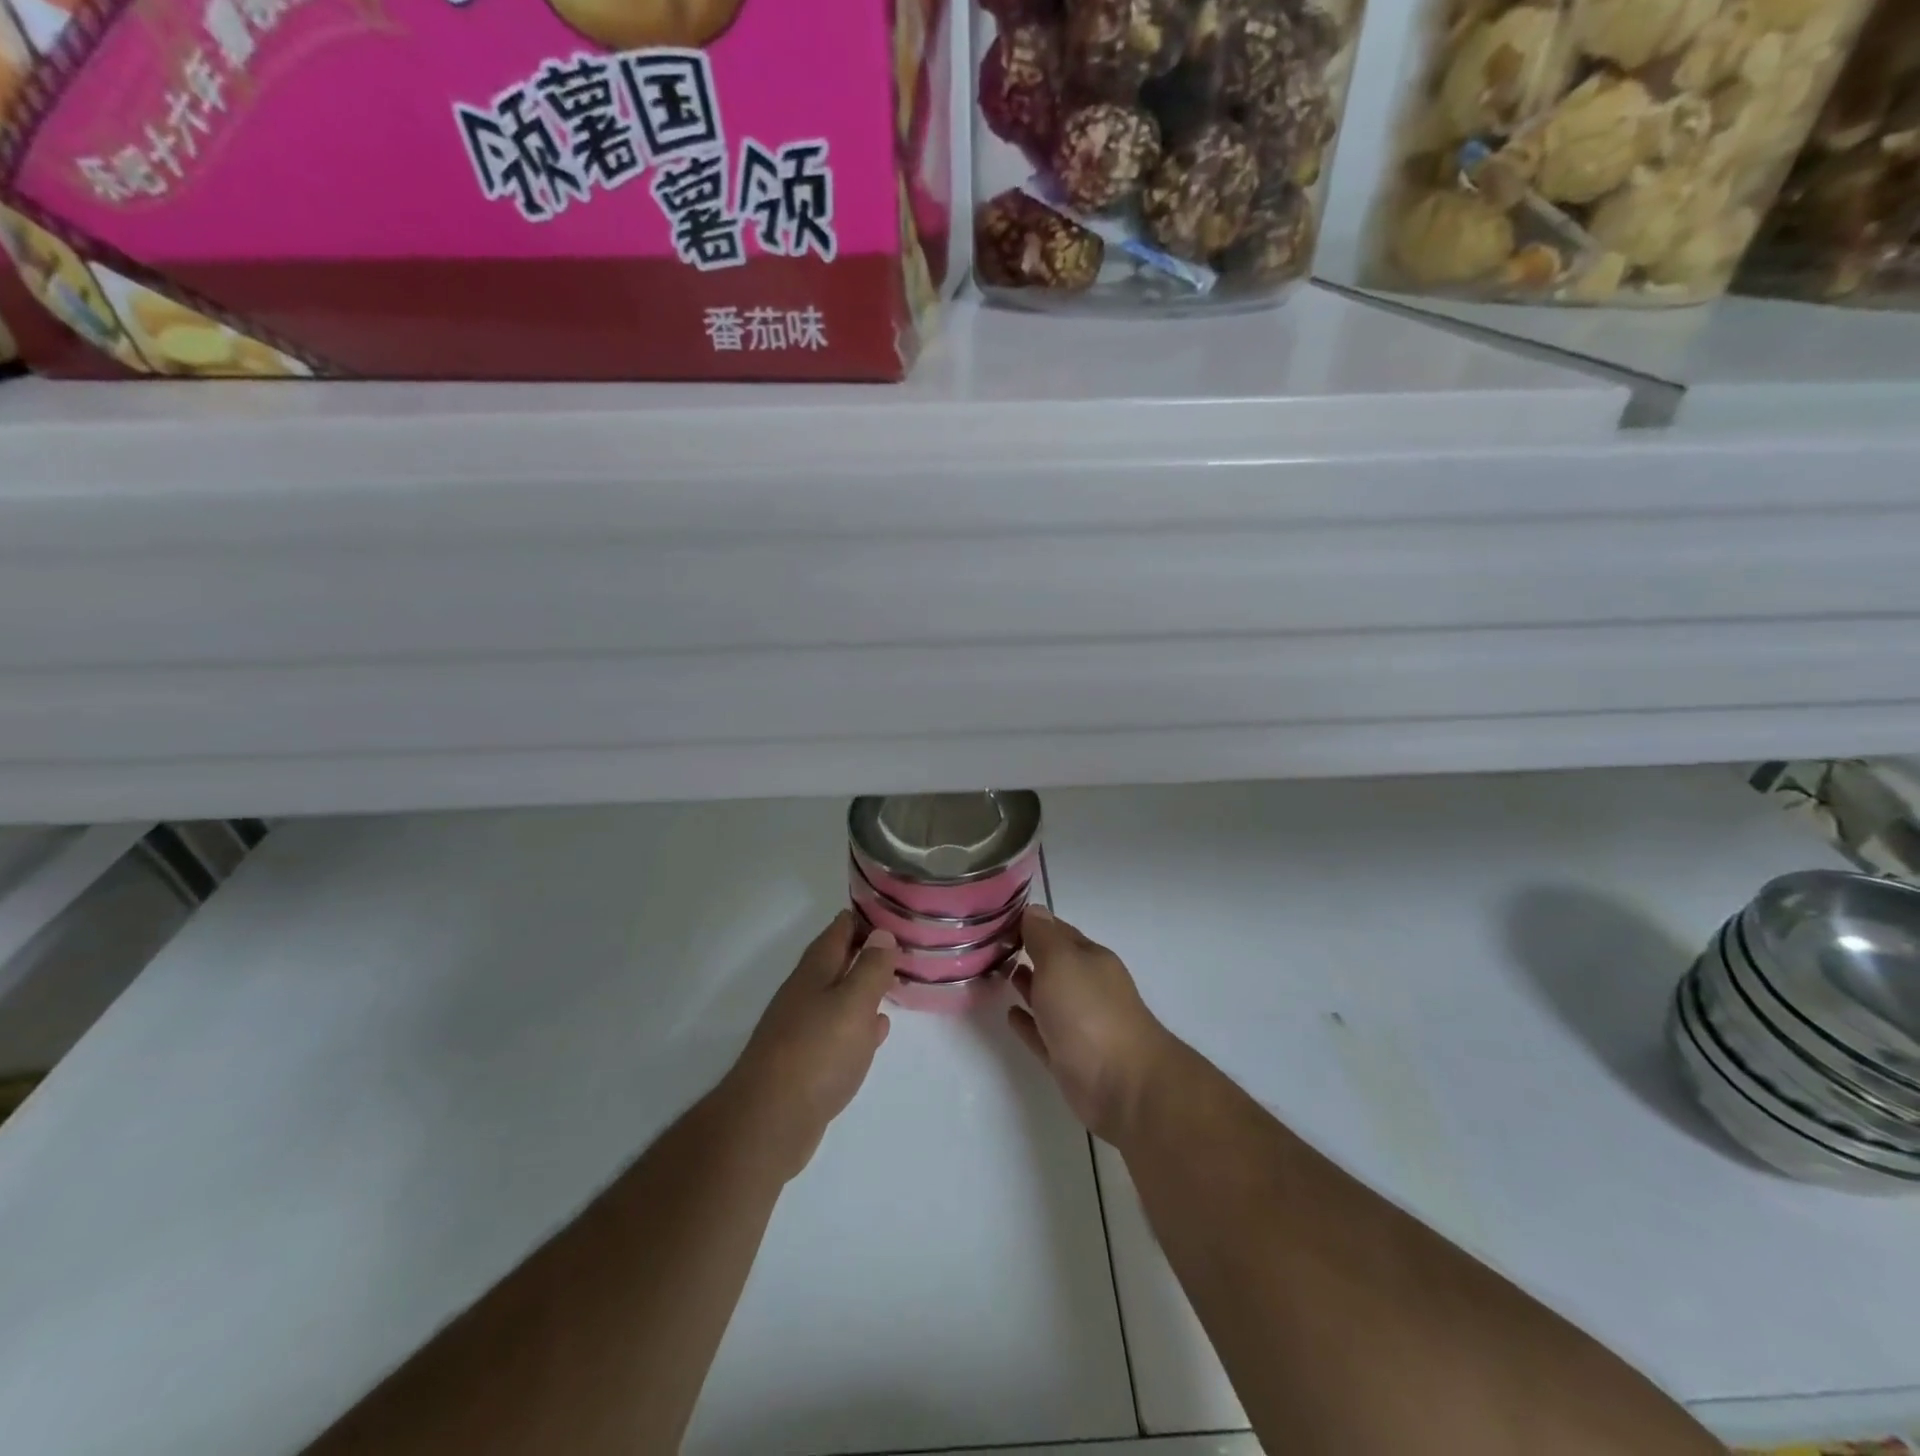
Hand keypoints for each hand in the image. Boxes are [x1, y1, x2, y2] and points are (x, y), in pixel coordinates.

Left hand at [724, 912, 895, 1179]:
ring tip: (895, 981)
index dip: (866, 917)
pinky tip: (877, 1030)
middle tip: (903, 946)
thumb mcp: (853, 1003)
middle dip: (867, 951)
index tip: (896, 912)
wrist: (769, 1122)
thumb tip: (881, 933)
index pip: (840, 929)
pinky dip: (860, 1024)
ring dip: (864, 987)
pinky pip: (840, 1031)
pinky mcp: (807, 1062)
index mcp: (815, 971)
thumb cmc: (816, 1052)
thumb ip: (870, 968)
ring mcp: (803, 1028)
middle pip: (838, 961)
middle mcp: (806, 993)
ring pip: (840, 996)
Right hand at [1009, 906, 1176, 1143]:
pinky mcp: (1069, 1058)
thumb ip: (1044, 937)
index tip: (996, 918)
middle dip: (1027, 953)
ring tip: (997, 973)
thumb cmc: (1089, 1013)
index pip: (1056, 931)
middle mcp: (1087, 987)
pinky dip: (1027, 1023)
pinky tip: (1010, 1015)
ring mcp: (1079, 1024)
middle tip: (989, 946)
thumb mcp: (1062, 961)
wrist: (1122, 1086)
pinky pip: (1042, 1033)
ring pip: (1047, 997)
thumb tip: (1033, 910)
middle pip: (1053, 964)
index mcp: (1090, 959)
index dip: (1030, 923)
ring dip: (1026, 985)